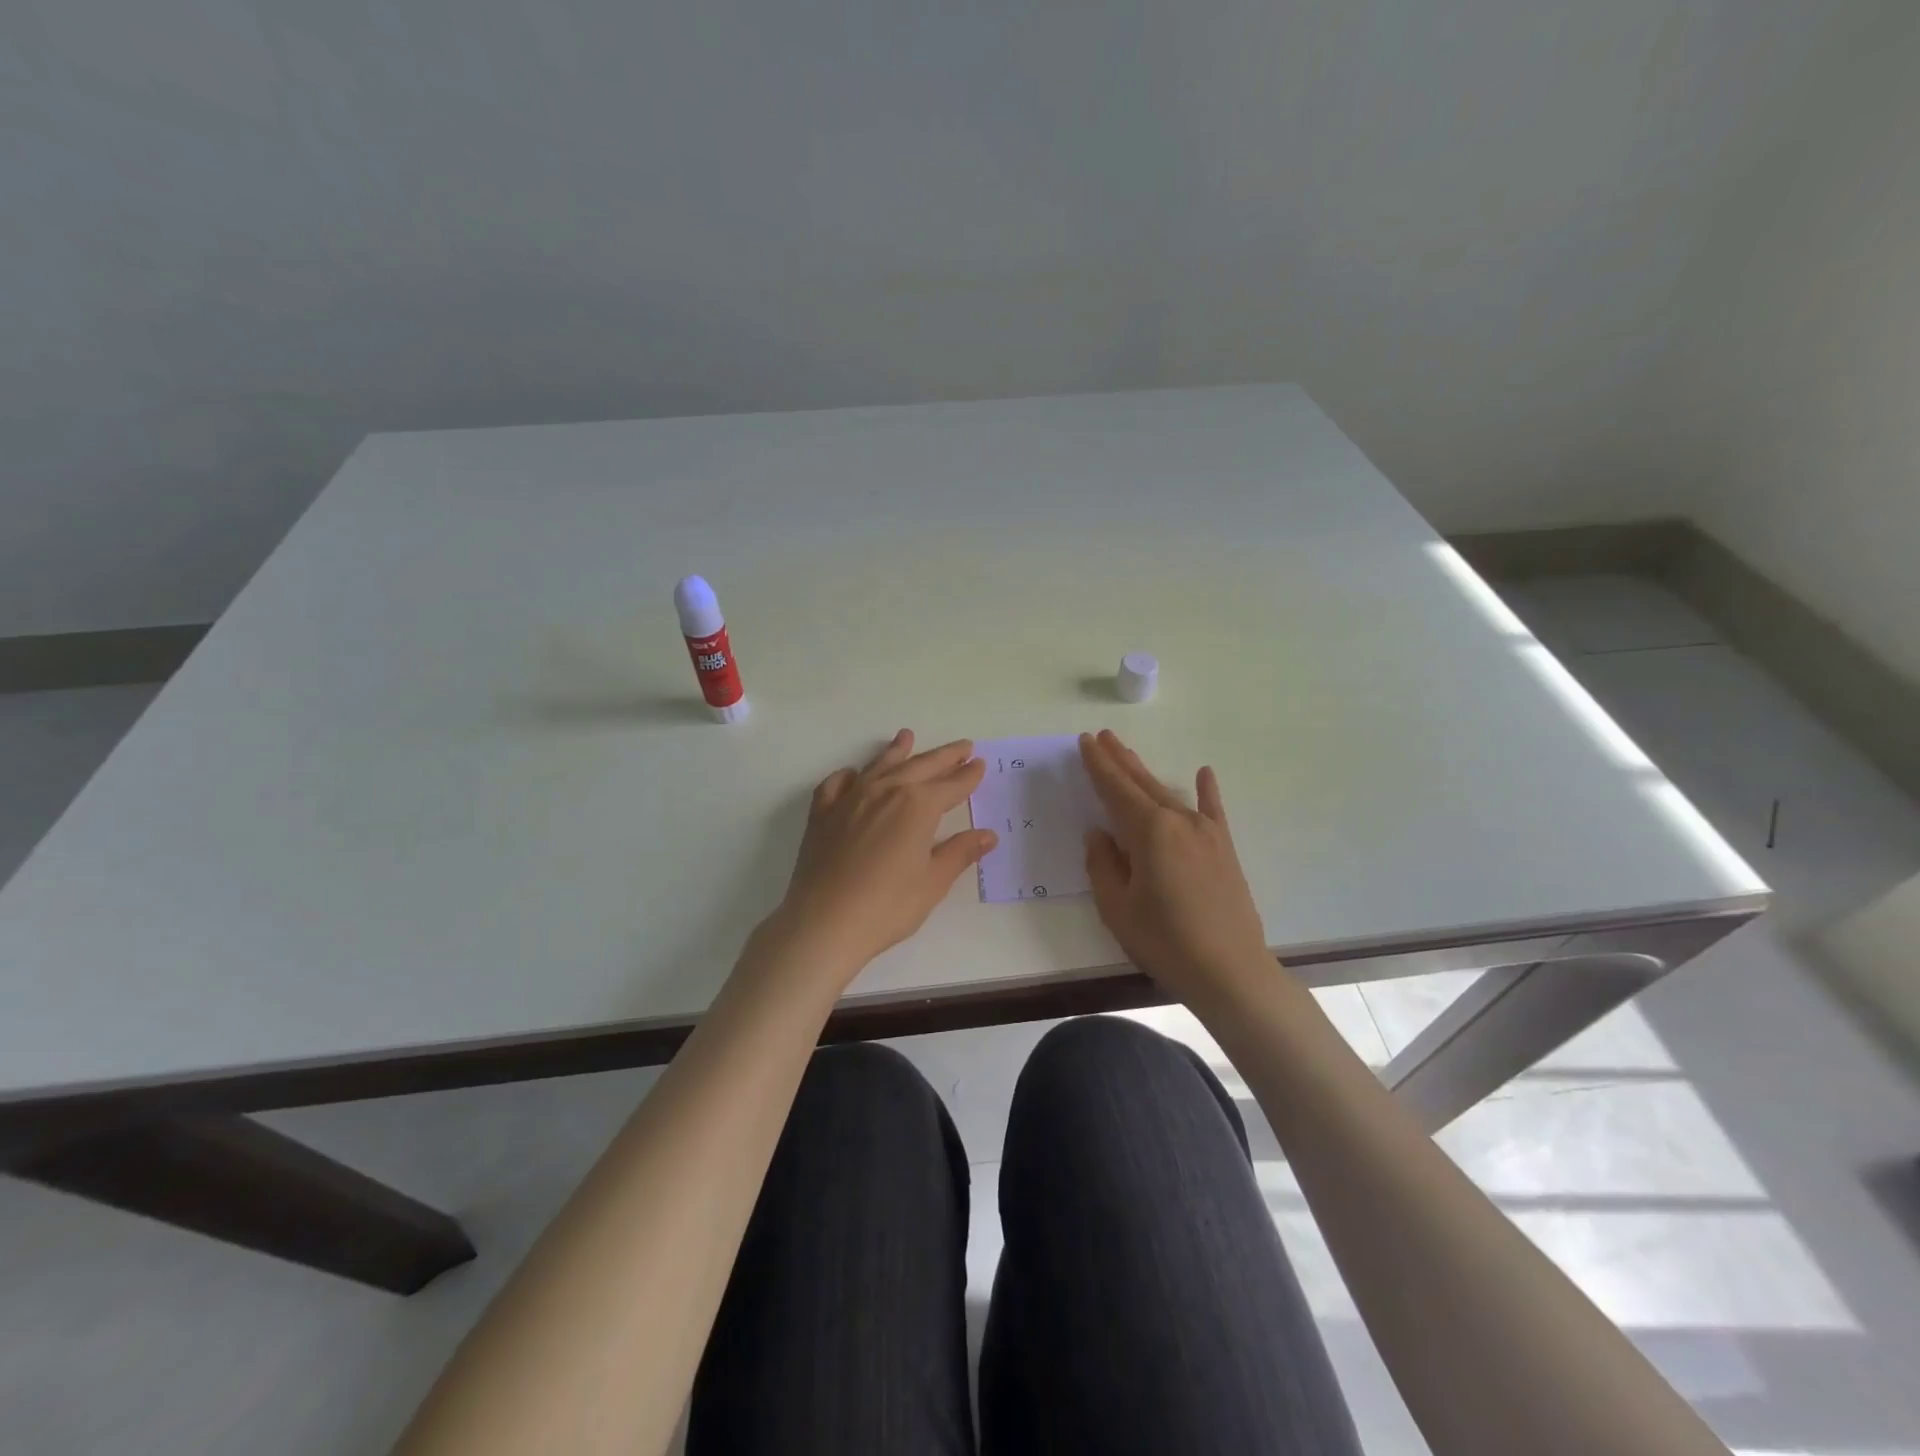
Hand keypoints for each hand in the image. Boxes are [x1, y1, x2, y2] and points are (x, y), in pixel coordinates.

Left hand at [769, 730, 997, 982]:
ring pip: (879, 766)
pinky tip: (854, 775)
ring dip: (897, 751)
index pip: (951, 785)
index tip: (980, 764)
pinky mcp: (823, 814)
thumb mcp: (933, 882)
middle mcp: (885, 792)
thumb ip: (959, 852)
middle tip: (962, 746)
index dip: (967, 776)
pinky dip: (850, 776)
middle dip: (944, 756)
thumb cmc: (887, 907)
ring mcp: (850, 799)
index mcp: (917, 806)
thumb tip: (987, 835)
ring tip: (907, 736)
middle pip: (920, 766)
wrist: (824, 922)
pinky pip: (837, 784)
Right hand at [1080, 729, 1270, 1000]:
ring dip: (1146, 773)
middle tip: (1102, 736)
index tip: (1085, 741)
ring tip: (1128, 754)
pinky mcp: (1224, 849)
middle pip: (1142, 783)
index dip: (1098, 765)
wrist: (1230, 971)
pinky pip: (1212, 811)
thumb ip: (1103, 864)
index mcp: (1148, 831)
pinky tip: (1204, 772)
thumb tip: (1098, 833)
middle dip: (1119, 760)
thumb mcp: (1117, 907)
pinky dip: (1207, 791)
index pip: (1115, 789)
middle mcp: (1178, 820)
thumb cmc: (1165, 941)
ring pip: (1169, 793)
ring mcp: (1206, 832)